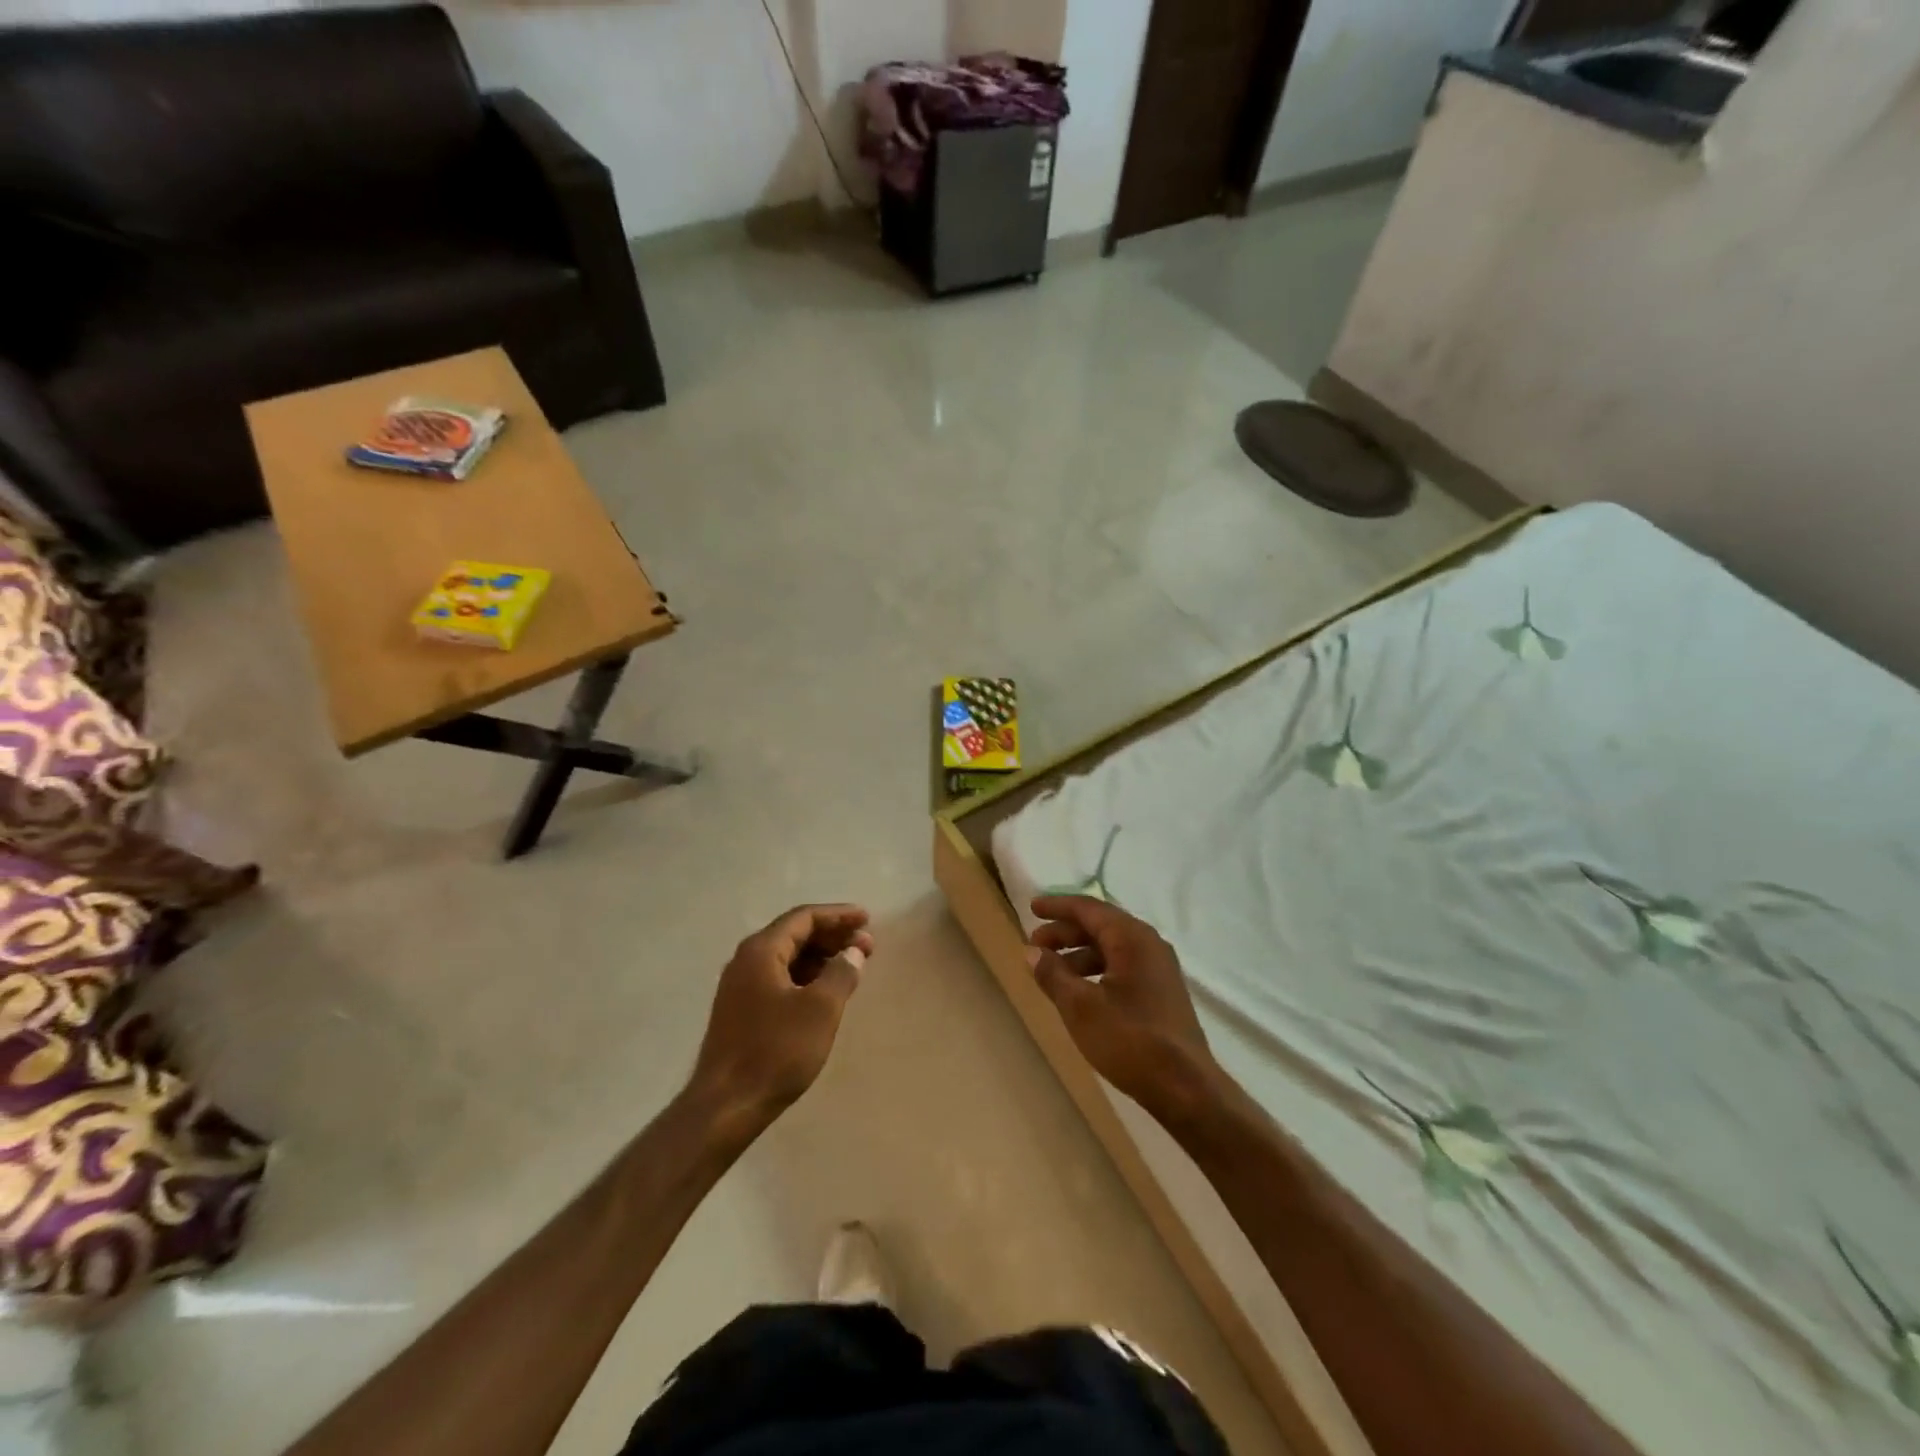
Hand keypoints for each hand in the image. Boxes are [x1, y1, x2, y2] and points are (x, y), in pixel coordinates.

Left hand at [689, 904, 874, 1136]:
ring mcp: (740, 986)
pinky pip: (779, 977)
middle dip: (832, 936)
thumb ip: (841, 972)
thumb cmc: (776, 1051)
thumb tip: (853, 952)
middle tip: (866, 945)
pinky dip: (806, 976)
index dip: (838, 915)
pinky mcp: (741, 1010)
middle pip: (794, 934)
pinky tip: (825, 991)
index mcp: (761, 951)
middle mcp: (746, 960)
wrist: (726, 1106)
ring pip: (787, 957)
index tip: (867, 920)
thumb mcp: (820, 1009)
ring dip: (821, 957)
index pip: (804, 917)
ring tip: (851, 966)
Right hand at [1027, 895, 1222, 1127]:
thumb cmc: (1130, 1039)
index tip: (1032, 908)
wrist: (1185, 1088)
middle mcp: (1149, 944)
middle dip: (1065, 933)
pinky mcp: (1161, 992)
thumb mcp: (1080, 1006)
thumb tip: (1031, 951)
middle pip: (1100, 926)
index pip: (1088, 909)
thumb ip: (1052, 974)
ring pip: (1111, 948)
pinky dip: (1096, 970)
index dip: (1057, 907)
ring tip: (1051, 972)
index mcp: (1132, 937)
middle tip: (1034, 946)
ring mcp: (1158, 969)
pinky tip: (1080, 992)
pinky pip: (1122, 966)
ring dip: (1078, 954)